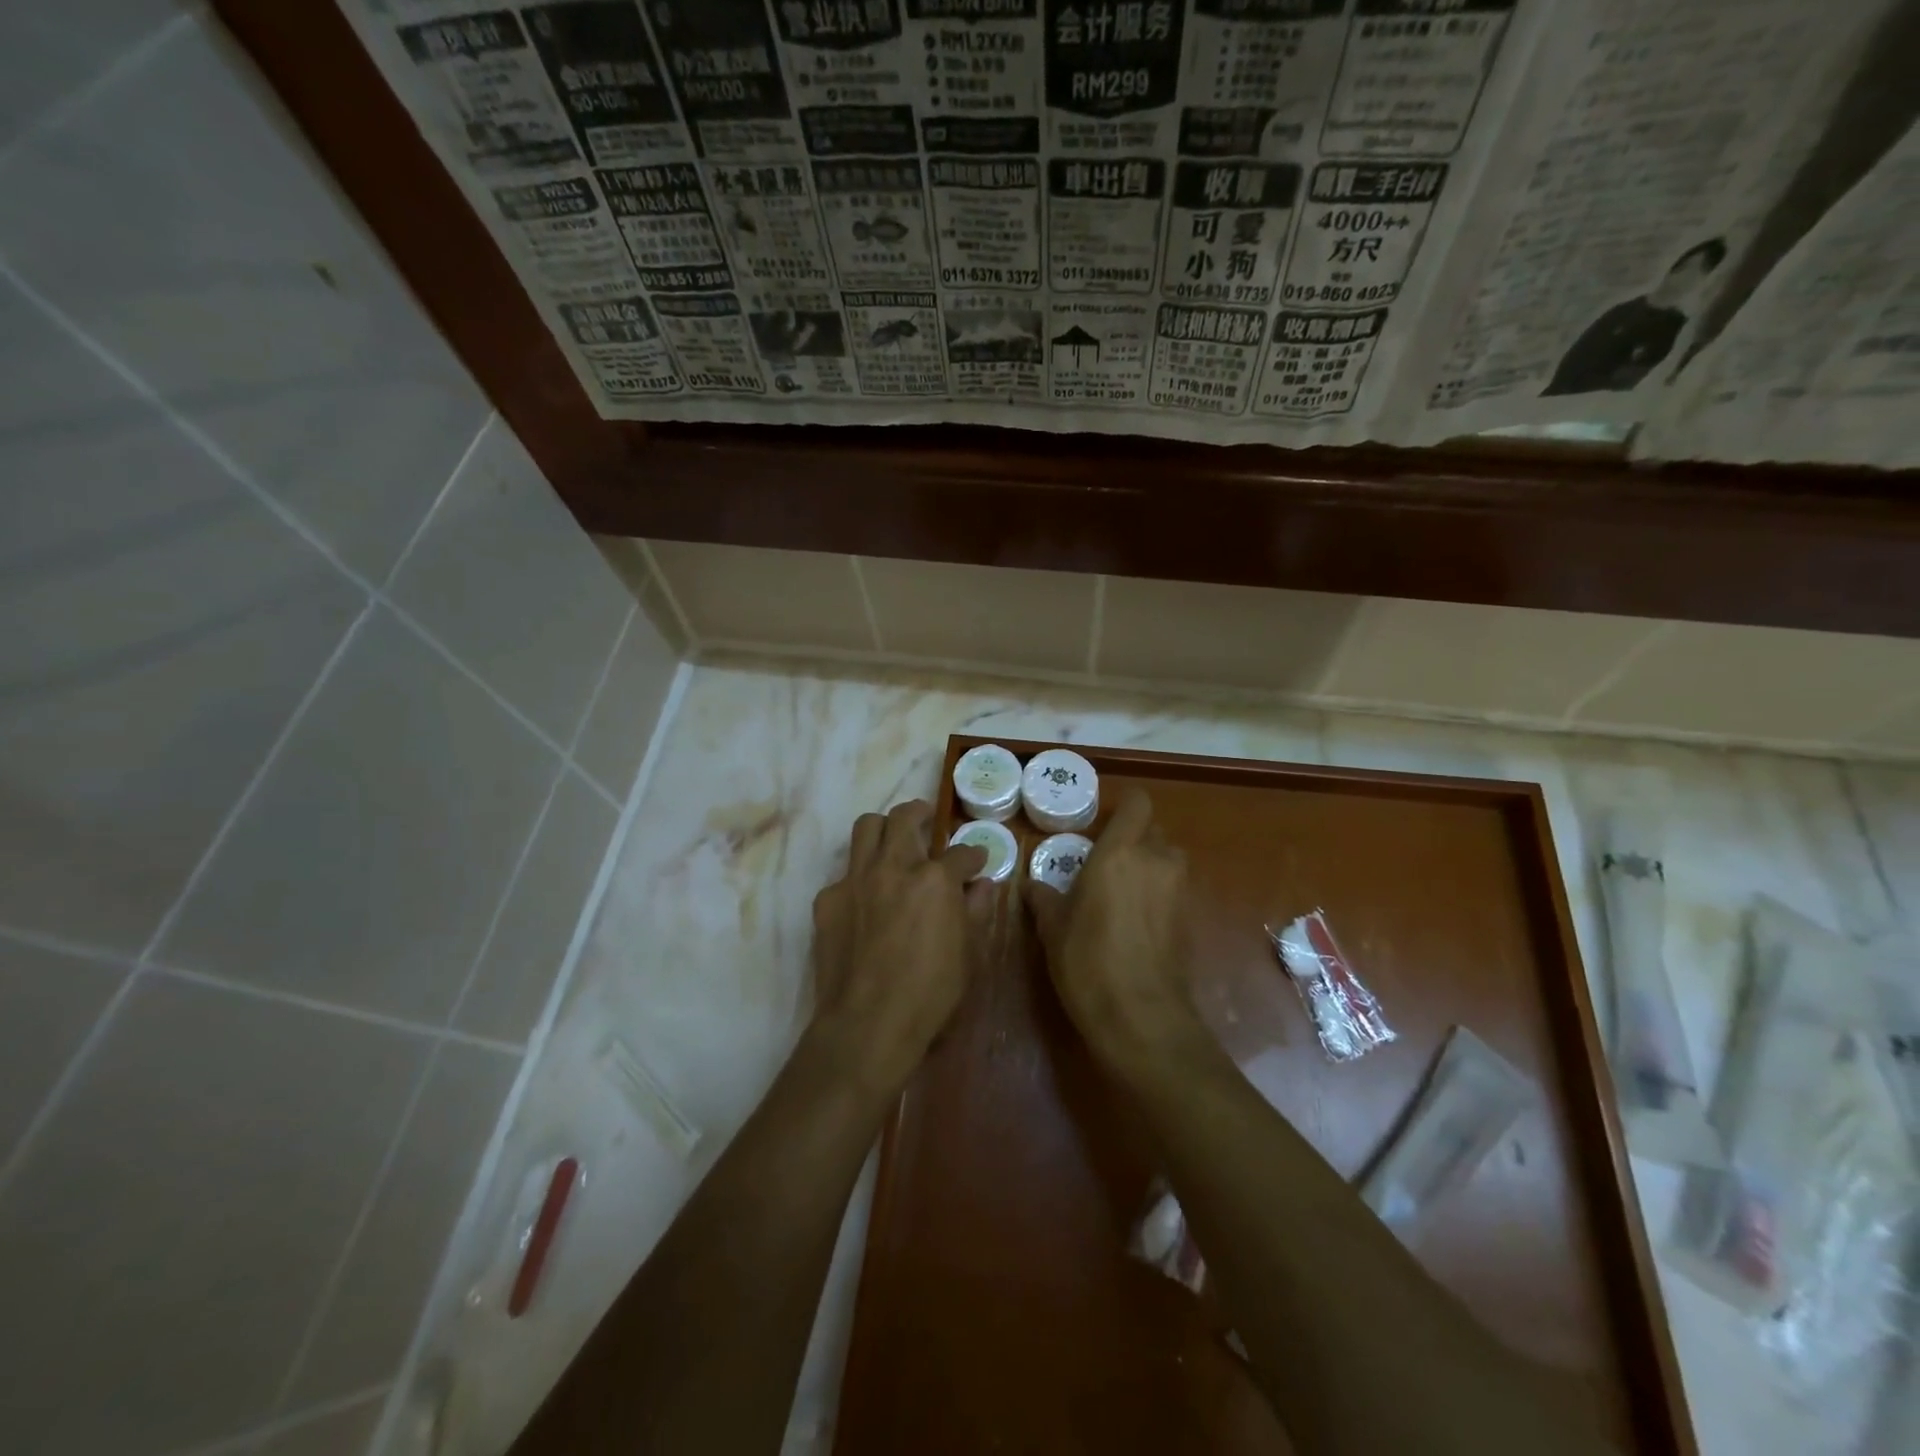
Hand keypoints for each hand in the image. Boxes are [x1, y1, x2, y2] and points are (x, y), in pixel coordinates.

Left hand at [810, 800, 986, 1092]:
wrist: (868, 1023)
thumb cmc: (931, 994)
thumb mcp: (968, 954)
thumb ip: (976, 911)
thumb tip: (983, 885)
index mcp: (935, 879)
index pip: (961, 853)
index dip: (973, 855)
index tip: (976, 860)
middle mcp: (894, 866)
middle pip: (904, 817)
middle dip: (920, 813)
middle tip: (927, 819)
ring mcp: (856, 879)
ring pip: (866, 828)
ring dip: (884, 828)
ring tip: (893, 840)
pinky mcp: (828, 899)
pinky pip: (845, 873)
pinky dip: (860, 877)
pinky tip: (866, 899)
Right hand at [1023, 790, 1202, 1067]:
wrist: (1141, 1016)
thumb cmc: (1087, 961)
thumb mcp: (1053, 929)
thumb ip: (1044, 898)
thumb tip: (1031, 885)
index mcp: (1119, 852)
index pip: (1137, 803)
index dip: (1124, 807)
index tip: (1103, 825)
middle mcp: (1156, 860)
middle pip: (1153, 830)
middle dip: (1133, 839)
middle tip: (1105, 863)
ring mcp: (1179, 889)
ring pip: (1167, 859)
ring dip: (1149, 866)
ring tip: (1121, 892)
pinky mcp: (1191, 917)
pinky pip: (1174, 889)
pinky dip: (1159, 895)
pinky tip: (1136, 922)